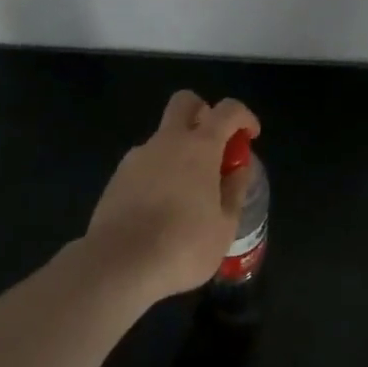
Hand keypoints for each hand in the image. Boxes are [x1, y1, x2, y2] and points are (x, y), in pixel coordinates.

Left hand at [86, 91, 260, 303]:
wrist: (118, 265)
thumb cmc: (183, 246)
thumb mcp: (225, 226)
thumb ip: (235, 190)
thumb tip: (239, 167)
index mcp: (200, 147)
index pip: (228, 110)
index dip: (244, 116)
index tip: (250, 136)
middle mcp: (168, 141)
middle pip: (185, 101)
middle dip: (204, 112)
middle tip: (214, 145)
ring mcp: (138, 156)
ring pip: (163, 135)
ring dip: (179, 149)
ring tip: (187, 192)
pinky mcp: (117, 176)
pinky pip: (145, 162)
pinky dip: (158, 172)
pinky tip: (160, 208)